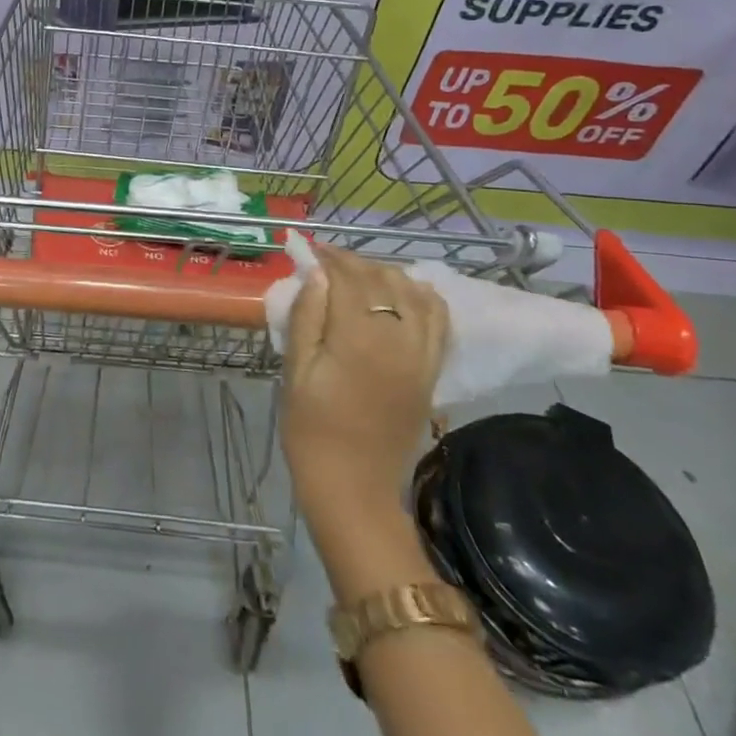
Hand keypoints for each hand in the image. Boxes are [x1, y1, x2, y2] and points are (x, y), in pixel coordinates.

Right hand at [280, 247, 448, 519]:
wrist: (353, 486)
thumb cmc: (312, 429)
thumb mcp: (296, 371)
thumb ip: (307, 317)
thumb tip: (315, 273)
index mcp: (359, 339)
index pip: (348, 279)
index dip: (329, 259)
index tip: (310, 249)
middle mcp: (399, 339)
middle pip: (382, 280)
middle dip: (353, 263)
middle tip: (326, 262)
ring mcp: (422, 355)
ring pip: (413, 292)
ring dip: (386, 275)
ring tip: (358, 276)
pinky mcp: (432, 371)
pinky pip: (439, 320)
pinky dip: (423, 297)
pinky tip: (402, 294)